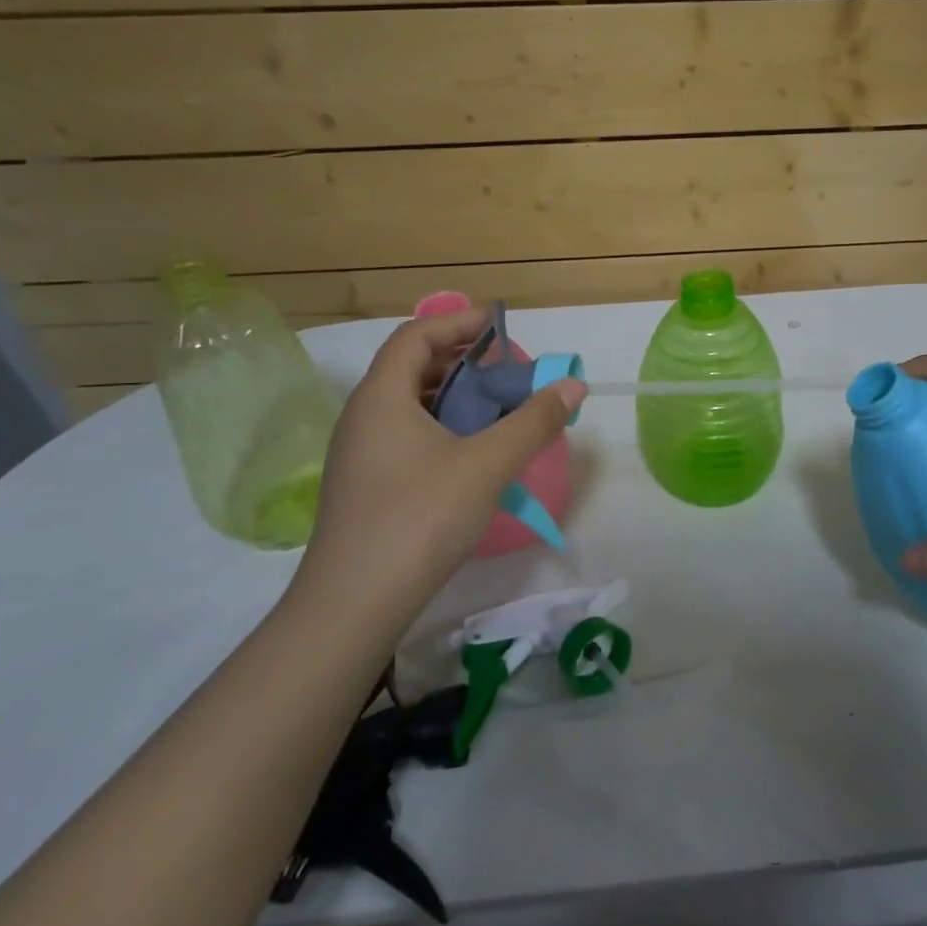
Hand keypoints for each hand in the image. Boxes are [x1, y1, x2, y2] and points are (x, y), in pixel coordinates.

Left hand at [292, 308, 584, 629]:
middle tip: (507, 372)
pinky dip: (443, 428)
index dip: (458, 322)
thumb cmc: (420, 518)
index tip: (500, 325)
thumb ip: (534, 420)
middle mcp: (363, 416)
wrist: (354, 604)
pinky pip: (407, 435)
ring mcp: (360, 453)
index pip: (415, 335)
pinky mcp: (365, 485)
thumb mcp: (487, 464)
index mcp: (382, 397)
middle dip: (463, 361)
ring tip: (497, 409)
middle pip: (412, 367)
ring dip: (455, 397)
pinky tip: (472, 454)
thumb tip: (573, 384)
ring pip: (410, 405)